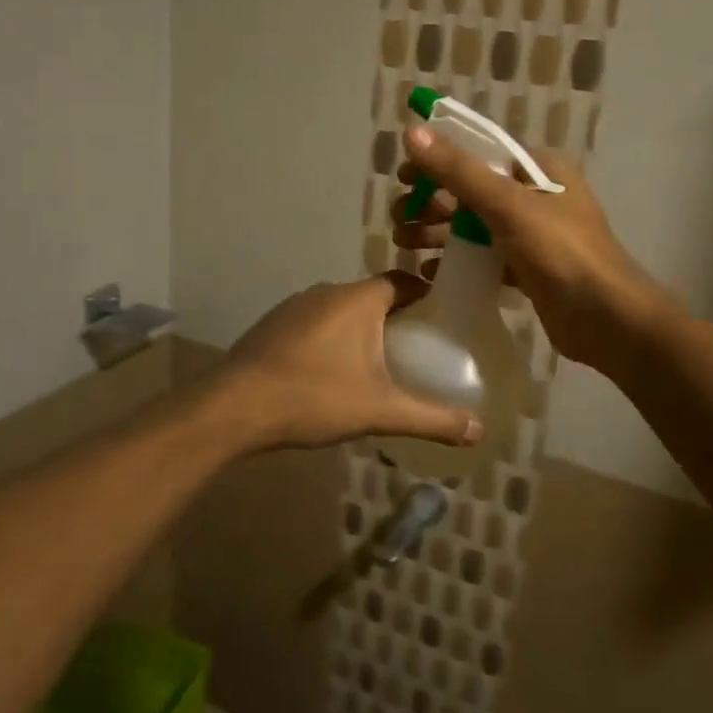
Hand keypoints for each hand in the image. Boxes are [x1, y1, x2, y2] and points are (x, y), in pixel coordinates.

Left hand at [213, 275, 485, 451]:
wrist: (234, 407)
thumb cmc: (314, 397)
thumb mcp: (380, 411)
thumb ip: (431, 418)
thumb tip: (479, 431)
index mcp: (358, 299)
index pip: (403, 281)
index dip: (426, 295)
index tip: (444, 317)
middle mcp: (326, 291)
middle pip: (373, 297)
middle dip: (396, 319)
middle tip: (417, 349)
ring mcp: (294, 306)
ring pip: (340, 311)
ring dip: (360, 331)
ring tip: (377, 365)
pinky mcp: (272, 326)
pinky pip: (314, 325)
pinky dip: (330, 341)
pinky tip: (330, 374)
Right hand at [391, 125, 673, 373]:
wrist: (607, 320)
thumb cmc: (561, 253)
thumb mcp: (507, 205)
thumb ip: (459, 170)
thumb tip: (412, 132)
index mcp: (540, 169)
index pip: (479, 153)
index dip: (438, 161)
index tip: (403, 178)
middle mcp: (537, 196)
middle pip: (472, 190)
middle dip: (432, 202)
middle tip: (399, 219)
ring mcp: (533, 234)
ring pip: (475, 225)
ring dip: (438, 231)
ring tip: (404, 243)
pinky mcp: (529, 269)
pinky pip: (484, 256)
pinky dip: (457, 259)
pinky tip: (430, 271)